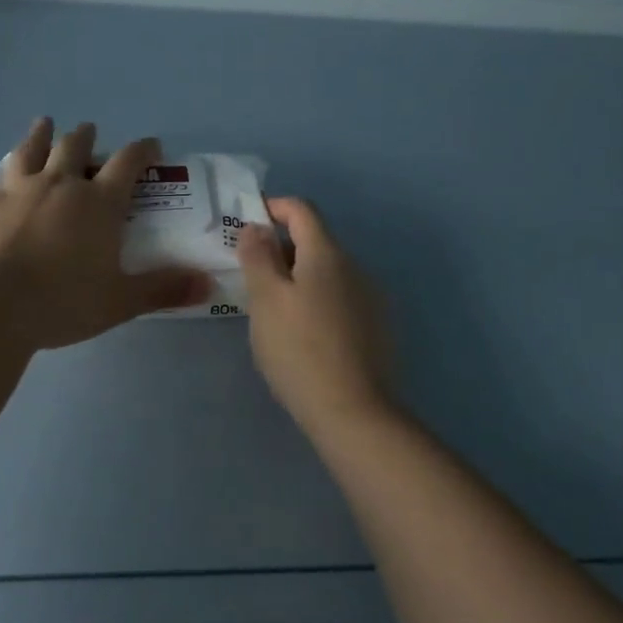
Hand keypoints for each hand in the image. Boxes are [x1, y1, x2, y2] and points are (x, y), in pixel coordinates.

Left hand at [0, 119, 211, 350]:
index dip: (143, 150)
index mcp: (98, 203)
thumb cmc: (63, 302)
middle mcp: (58, 185)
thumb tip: (209, 284)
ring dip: (36, 136)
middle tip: (88, 131)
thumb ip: (165, 288)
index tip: (151, 145)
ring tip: (43, 122)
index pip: (128, 164)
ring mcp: (14, 191)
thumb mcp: (121, 300)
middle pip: (75, 149)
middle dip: (85, 138)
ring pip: (28, 152)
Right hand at [236, 197, 393, 435]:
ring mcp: (371, 298)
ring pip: (327, 272)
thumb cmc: (300, 350)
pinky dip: (316, 300)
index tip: (246, 226)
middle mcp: (356, 267)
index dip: (273, 208)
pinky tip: (302, 333)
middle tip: (250, 275)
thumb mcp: (265, 300)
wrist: (354, 414)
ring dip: (298, 276)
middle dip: (281, 248)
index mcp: (328, 253)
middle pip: (315, 240)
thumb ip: (258, 256)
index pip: (302, 210)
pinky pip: (340, 298)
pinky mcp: (377, 328)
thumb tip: (255, 227)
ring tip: (272, 308)